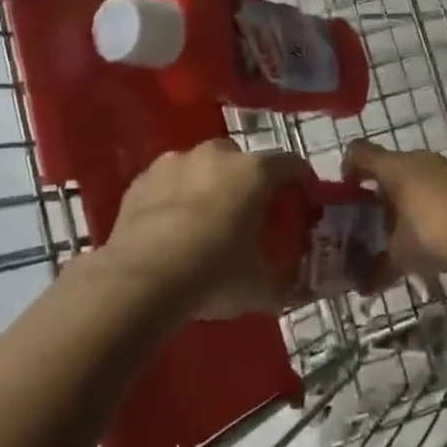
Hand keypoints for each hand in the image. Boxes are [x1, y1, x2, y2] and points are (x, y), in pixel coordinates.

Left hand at [102, 139, 311, 321]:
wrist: (141, 280)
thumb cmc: (214, 274)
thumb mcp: (261, 287)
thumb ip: (282, 282)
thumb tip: (293, 291)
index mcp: (254, 172)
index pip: (292, 165)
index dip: (303, 181)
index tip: (305, 200)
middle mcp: (216, 156)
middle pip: (243, 161)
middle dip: (250, 182)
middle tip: (250, 214)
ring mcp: (174, 163)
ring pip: (202, 167)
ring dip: (209, 186)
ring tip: (206, 220)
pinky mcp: (141, 180)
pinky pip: (168, 183)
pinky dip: (175, 197)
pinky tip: (171, 227)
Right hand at [342, 140, 446, 280]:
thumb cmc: (433, 232)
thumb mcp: (401, 254)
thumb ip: (379, 267)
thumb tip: (363, 288)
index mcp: (394, 167)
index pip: (358, 152)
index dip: (347, 169)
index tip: (345, 194)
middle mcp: (418, 159)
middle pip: (388, 167)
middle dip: (377, 192)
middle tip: (371, 220)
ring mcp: (445, 168)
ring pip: (414, 177)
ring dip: (404, 198)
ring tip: (401, 229)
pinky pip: (435, 187)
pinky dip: (426, 203)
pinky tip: (430, 231)